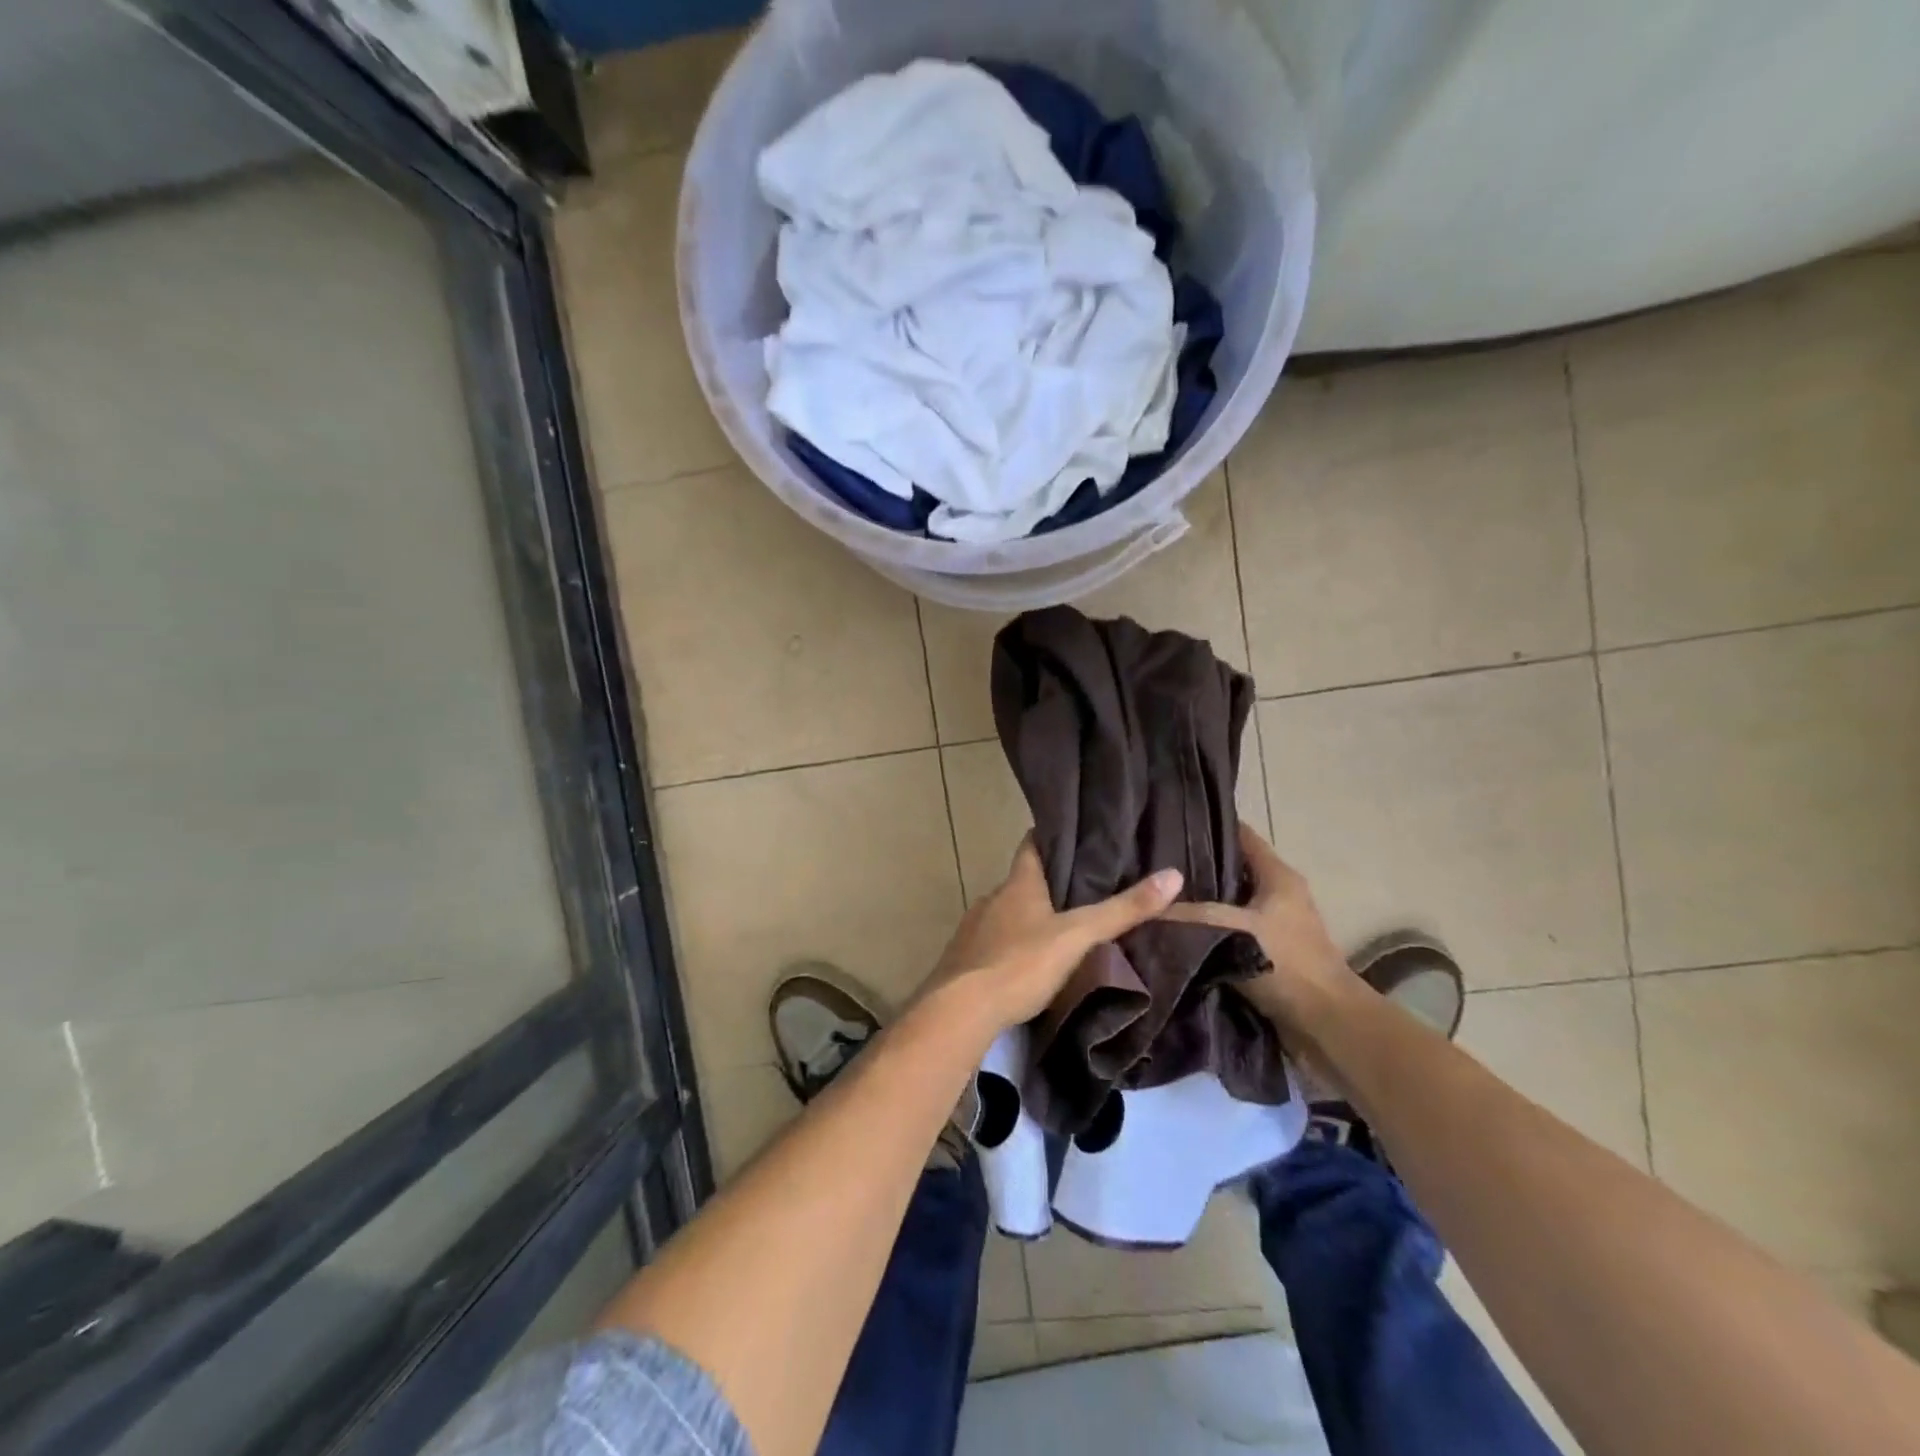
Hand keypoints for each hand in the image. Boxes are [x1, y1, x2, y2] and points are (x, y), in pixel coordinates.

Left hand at [921, 836, 1182, 1031]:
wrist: (960, 1010)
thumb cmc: (1020, 964)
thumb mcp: (1078, 937)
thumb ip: (1122, 910)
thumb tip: (1173, 875)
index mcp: (1018, 885)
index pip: (1031, 845)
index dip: (1050, 836)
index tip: (1073, 834)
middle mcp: (992, 899)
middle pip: (1022, 882)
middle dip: (1048, 884)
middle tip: (1083, 889)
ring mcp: (974, 929)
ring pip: (1008, 914)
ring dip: (1030, 917)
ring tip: (1062, 928)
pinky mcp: (965, 960)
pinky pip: (994, 943)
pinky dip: (1013, 945)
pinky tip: (1029, 963)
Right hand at [1163, 825, 1350, 1026]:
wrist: (1327, 1026)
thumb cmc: (1285, 964)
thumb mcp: (1229, 929)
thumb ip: (1186, 915)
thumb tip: (1140, 909)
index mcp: (1277, 875)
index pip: (1239, 835)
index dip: (1207, 826)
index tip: (1166, 823)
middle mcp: (1277, 894)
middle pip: (1229, 870)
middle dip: (1193, 868)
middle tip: (1149, 865)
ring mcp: (1274, 927)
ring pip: (1226, 904)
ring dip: (1197, 904)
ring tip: (1154, 899)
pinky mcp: (1266, 956)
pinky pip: (1227, 933)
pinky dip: (1206, 933)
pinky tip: (1174, 936)